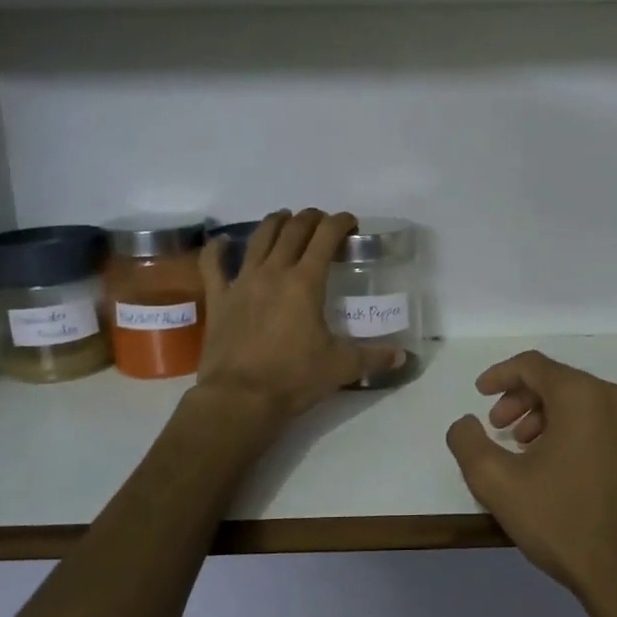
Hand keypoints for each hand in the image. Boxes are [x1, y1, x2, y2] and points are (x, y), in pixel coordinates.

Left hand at [194, 209, 401, 422]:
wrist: (240, 398)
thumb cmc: (294, 378)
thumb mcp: (341, 367)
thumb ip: (374, 357)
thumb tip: (403, 357)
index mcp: (306, 282)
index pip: (326, 237)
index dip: (340, 222)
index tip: (351, 222)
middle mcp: (274, 272)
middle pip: (293, 230)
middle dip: (311, 219)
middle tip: (322, 222)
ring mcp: (242, 282)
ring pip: (259, 238)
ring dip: (275, 223)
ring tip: (285, 220)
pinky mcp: (219, 299)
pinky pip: (213, 265)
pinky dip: (218, 249)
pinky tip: (223, 242)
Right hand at [445, 351, 616, 604]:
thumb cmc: (560, 521)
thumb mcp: (497, 482)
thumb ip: (468, 442)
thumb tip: (466, 423)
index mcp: (583, 395)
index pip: (533, 365)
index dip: (500, 375)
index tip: (479, 394)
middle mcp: (616, 399)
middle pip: (558, 382)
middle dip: (521, 400)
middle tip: (498, 428)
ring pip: (583, 403)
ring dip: (547, 417)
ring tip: (525, 451)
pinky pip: (603, 425)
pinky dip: (574, 432)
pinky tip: (558, 467)